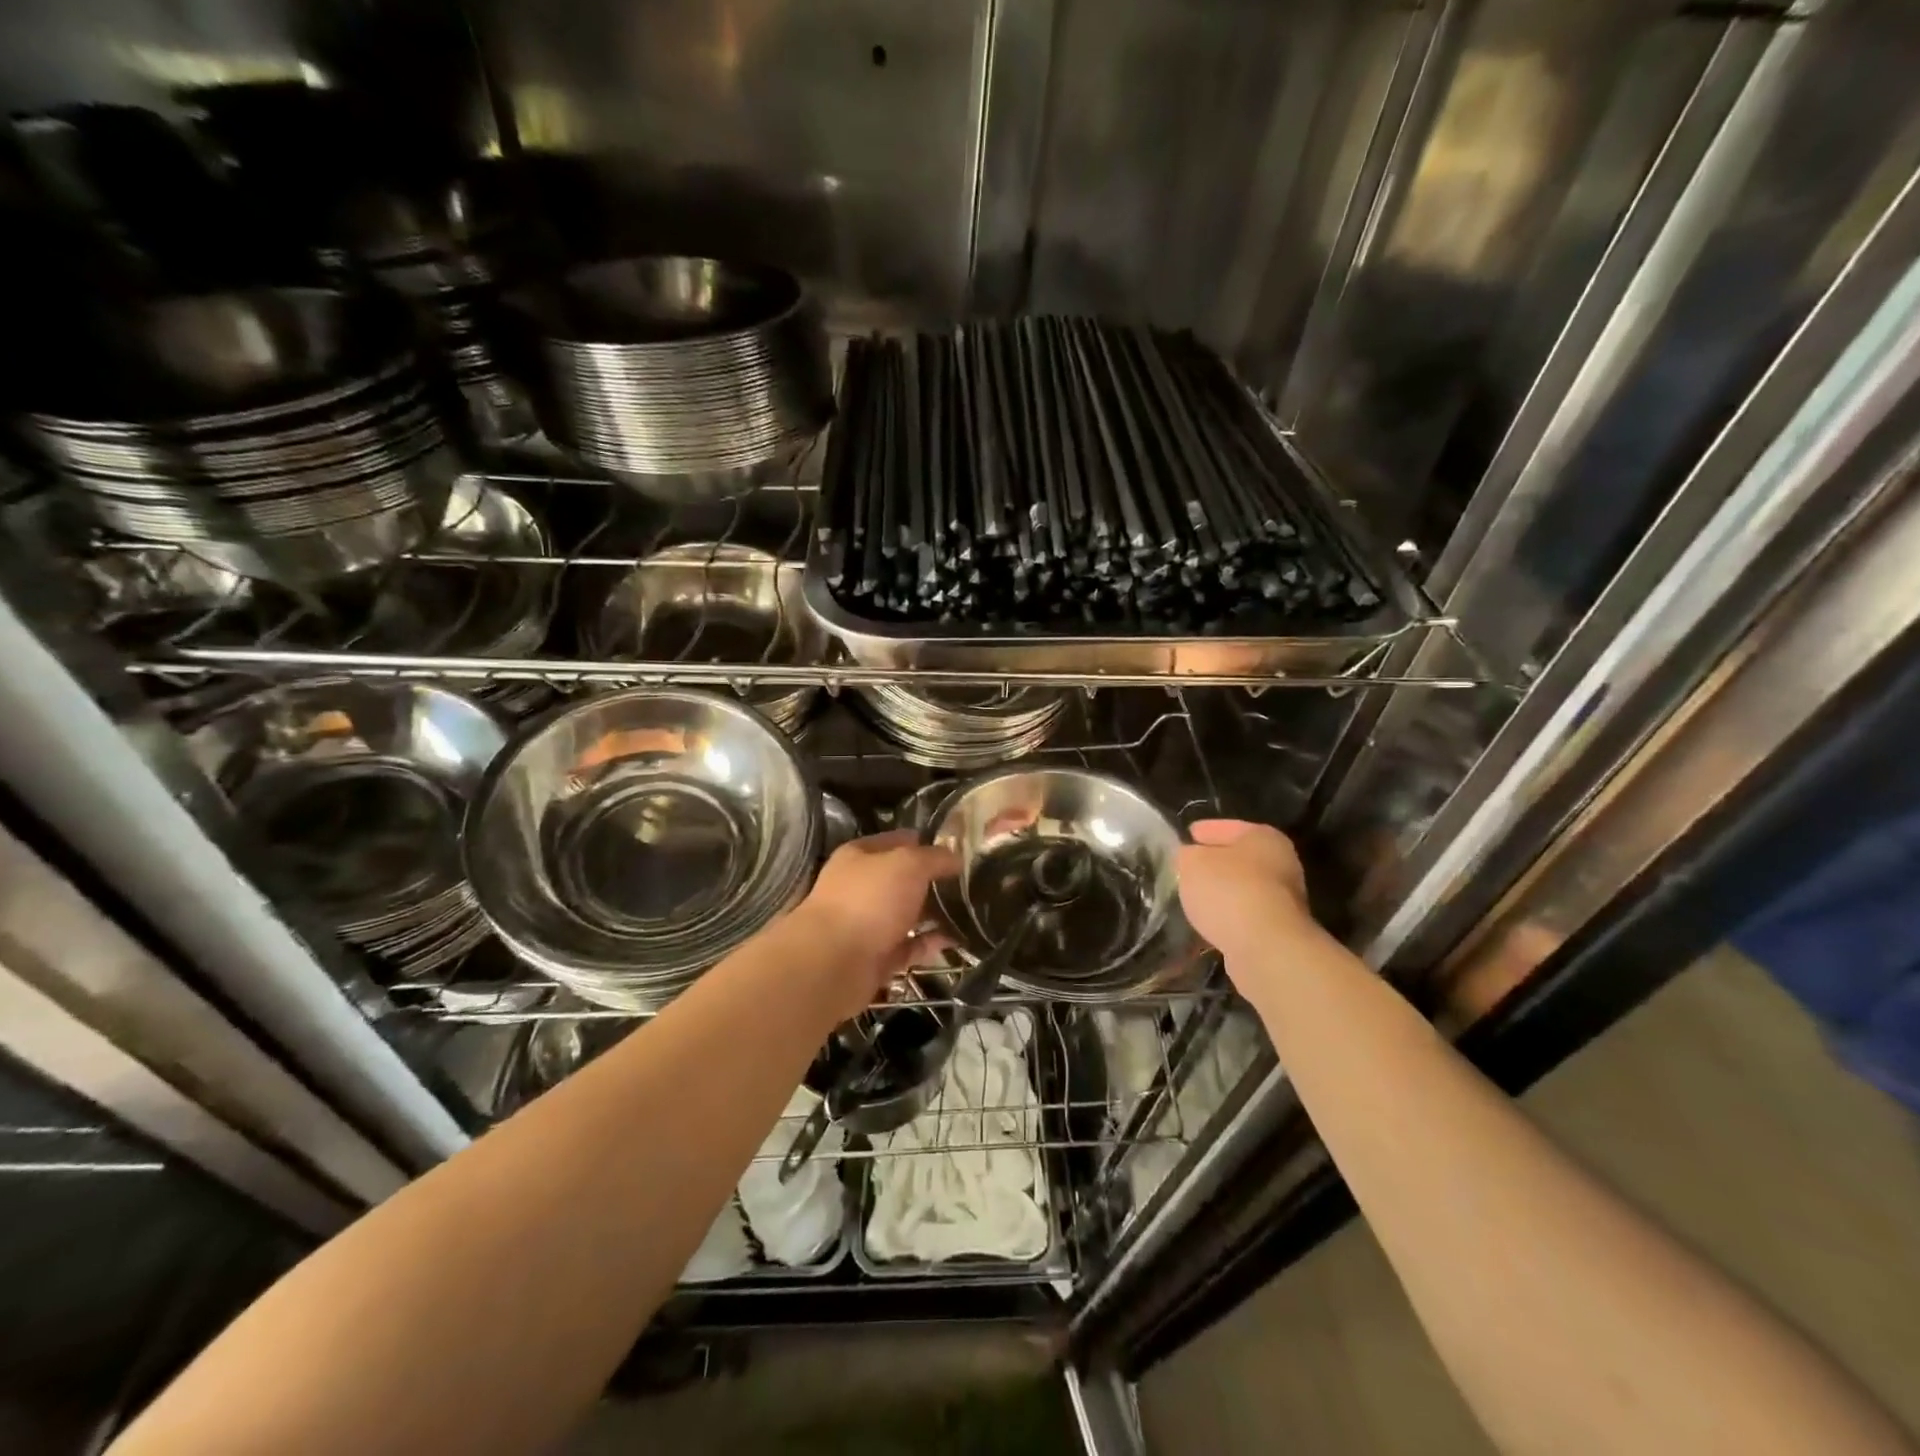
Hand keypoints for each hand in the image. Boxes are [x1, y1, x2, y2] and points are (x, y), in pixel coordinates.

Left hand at [792, 830, 957, 1021]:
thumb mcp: (908, 864)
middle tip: (971, 884)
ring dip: (935, 915)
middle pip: (903, 879)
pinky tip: (955, 941)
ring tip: (971, 913)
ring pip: (907, 914)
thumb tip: (956, 858)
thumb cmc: (869, 900)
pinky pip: (909, 947)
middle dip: (934, 881)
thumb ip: (935, 858)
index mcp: (860, 856)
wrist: (833, 964)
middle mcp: (861, 887)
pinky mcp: (875, 958)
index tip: (959, 850)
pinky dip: (929, 944)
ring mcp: (867, 924)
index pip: (898, 841)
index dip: (927, 842)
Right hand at [1177, 819, 1314, 966]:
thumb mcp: (1192, 863)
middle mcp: (1281, 863)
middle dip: (1213, 863)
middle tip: (1185, 867)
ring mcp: (1284, 900)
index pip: (1226, 827)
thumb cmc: (1229, 891)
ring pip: (1242, 888)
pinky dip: (1228, 915)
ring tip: (1192, 897)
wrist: (1266, 948)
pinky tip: (1208, 921)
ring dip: (1221, 892)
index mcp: (1264, 837)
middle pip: (1238, 858)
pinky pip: (1244, 914)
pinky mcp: (1278, 930)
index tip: (1186, 836)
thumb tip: (1188, 857)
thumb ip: (1186, 855)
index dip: (1203, 830)